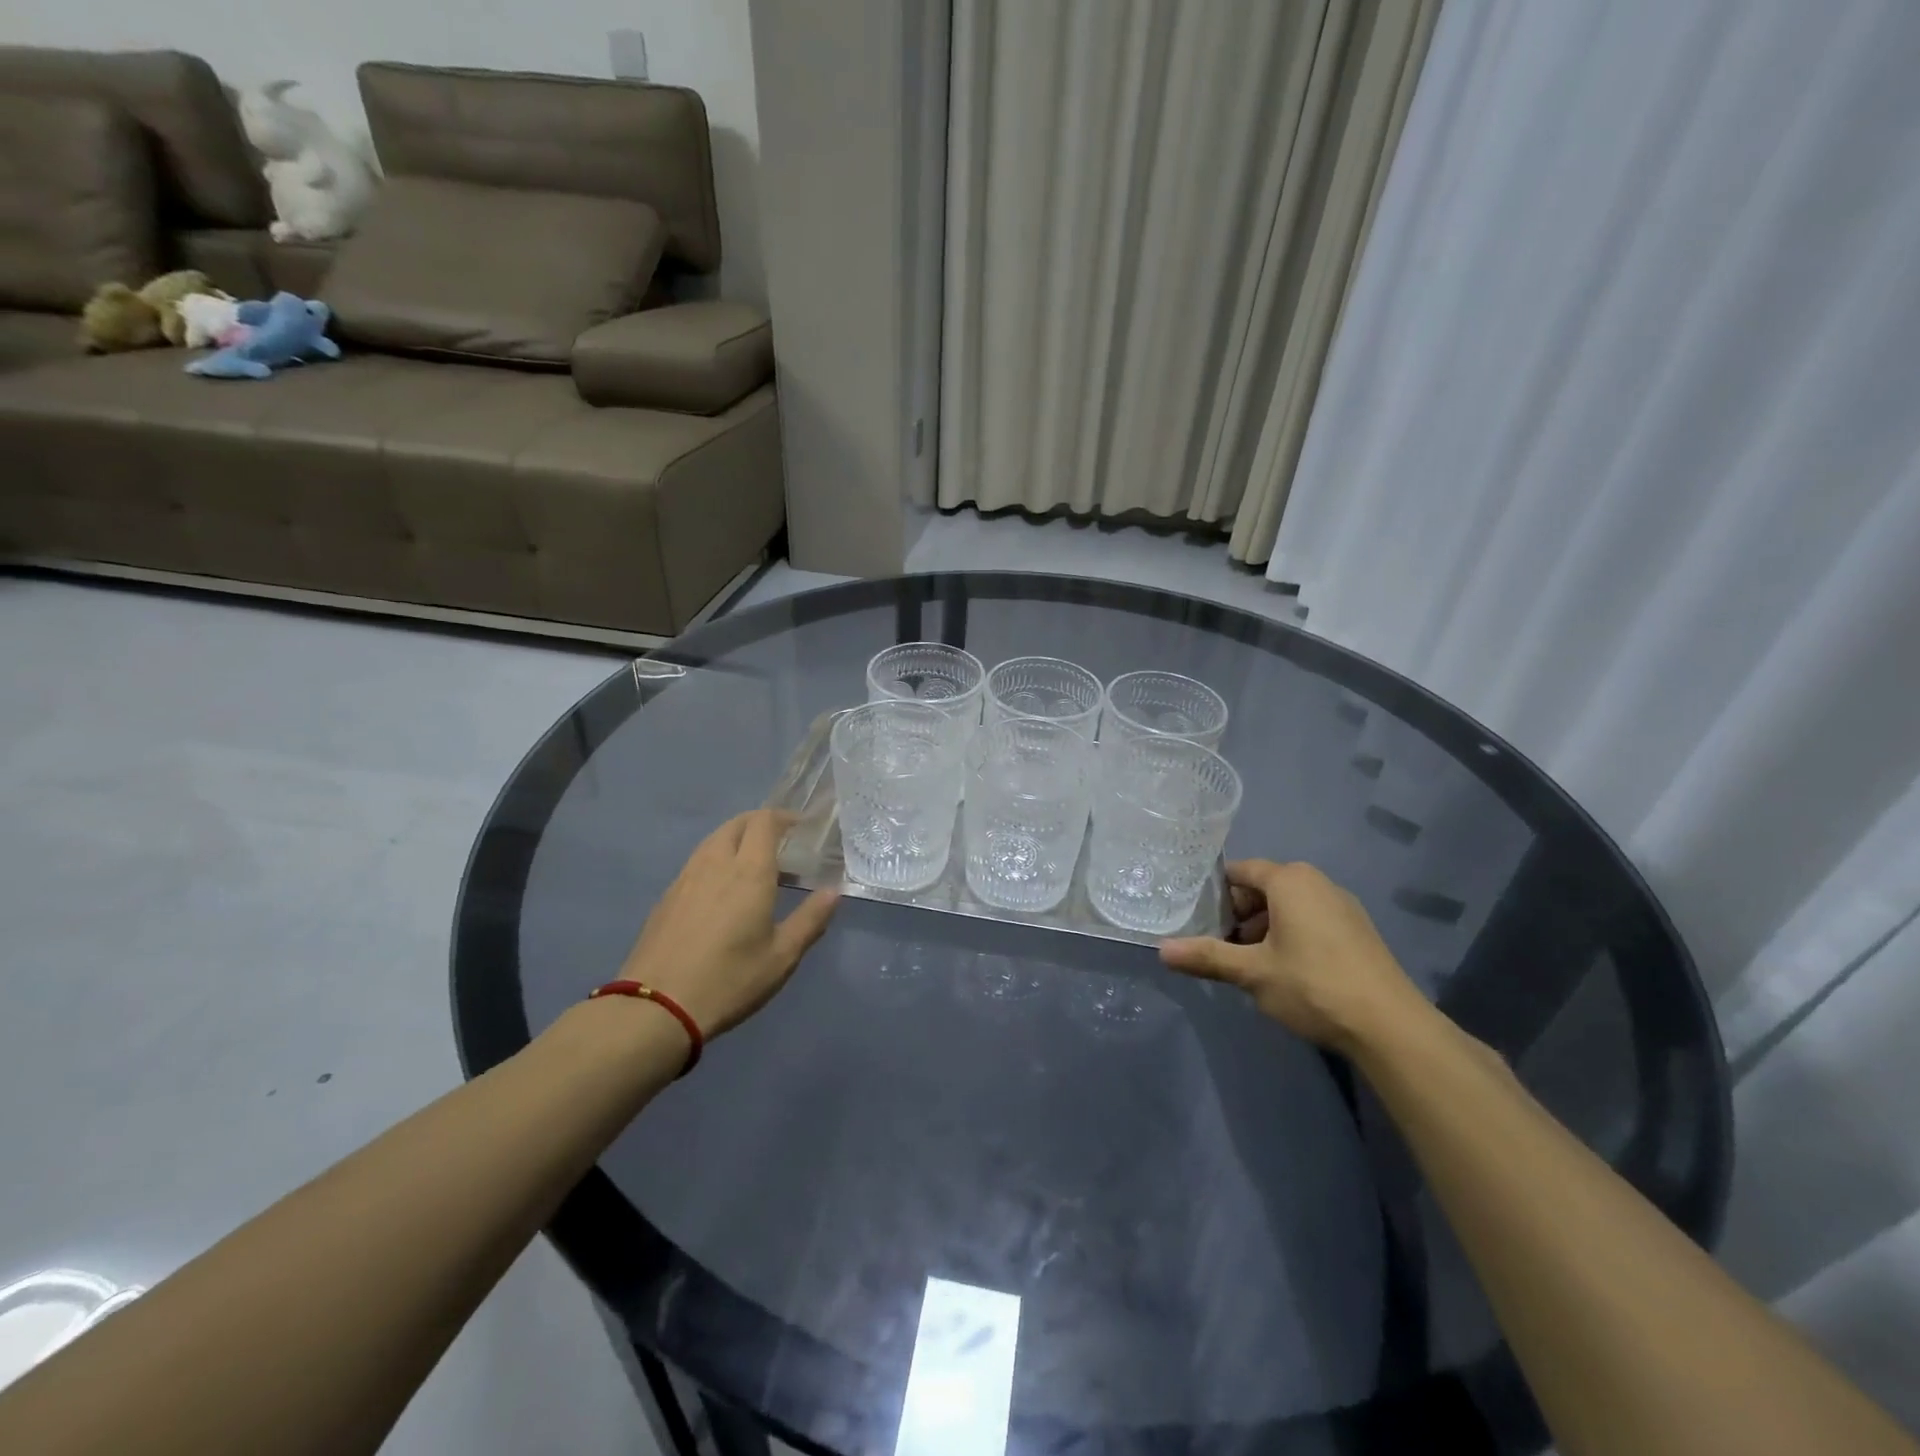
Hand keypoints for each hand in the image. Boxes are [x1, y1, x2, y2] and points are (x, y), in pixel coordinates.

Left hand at [618, 810, 839, 1038]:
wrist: (656, 1007)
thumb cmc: (729, 980)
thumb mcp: (782, 956)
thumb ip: (810, 919)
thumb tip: (833, 891)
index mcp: (748, 871)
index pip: (764, 822)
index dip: (784, 817)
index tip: (801, 828)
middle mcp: (715, 864)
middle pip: (736, 824)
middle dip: (760, 823)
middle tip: (781, 843)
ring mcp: (686, 878)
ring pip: (713, 841)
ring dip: (736, 839)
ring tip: (754, 865)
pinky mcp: (667, 897)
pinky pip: (697, 862)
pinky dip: (716, 860)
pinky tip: (722, 890)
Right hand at [1159, 859, 1427, 1053]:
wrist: (1389, 1026)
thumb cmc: (1312, 985)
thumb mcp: (1252, 972)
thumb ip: (1207, 956)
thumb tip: (1161, 950)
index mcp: (1290, 880)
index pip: (1240, 871)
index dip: (1216, 894)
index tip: (1197, 918)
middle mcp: (1317, 882)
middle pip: (1264, 889)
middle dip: (1239, 916)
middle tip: (1220, 946)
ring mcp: (1343, 906)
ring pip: (1289, 907)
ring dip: (1264, 930)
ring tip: (1249, 965)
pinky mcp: (1358, 931)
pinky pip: (1312, 921)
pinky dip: (1292, 937)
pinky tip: (1286, 973)